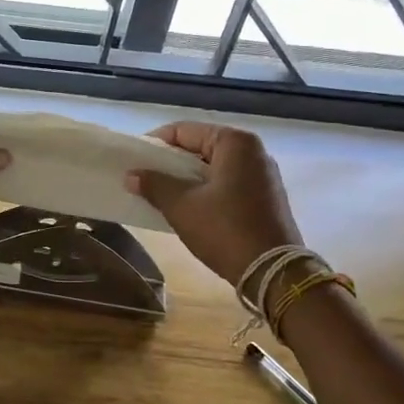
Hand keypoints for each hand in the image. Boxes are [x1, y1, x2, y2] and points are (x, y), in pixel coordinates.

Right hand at [124, 122, 301, 285]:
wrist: (272, 272)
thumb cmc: (224, 230)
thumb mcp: (181, 206)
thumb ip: (154, 185)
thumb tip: (131, 175)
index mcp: (234, 142)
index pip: (183, 131)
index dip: (154, 145)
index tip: (133, 162)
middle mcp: (253, 151)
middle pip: (199, 147)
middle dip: (170, 163)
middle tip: (144, 179)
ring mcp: (263, 174)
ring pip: (213, 167)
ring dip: (186, 178)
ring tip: (160, 195)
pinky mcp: (266, 196)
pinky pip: (227, 183)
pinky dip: (205, 190)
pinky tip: (187, 208)